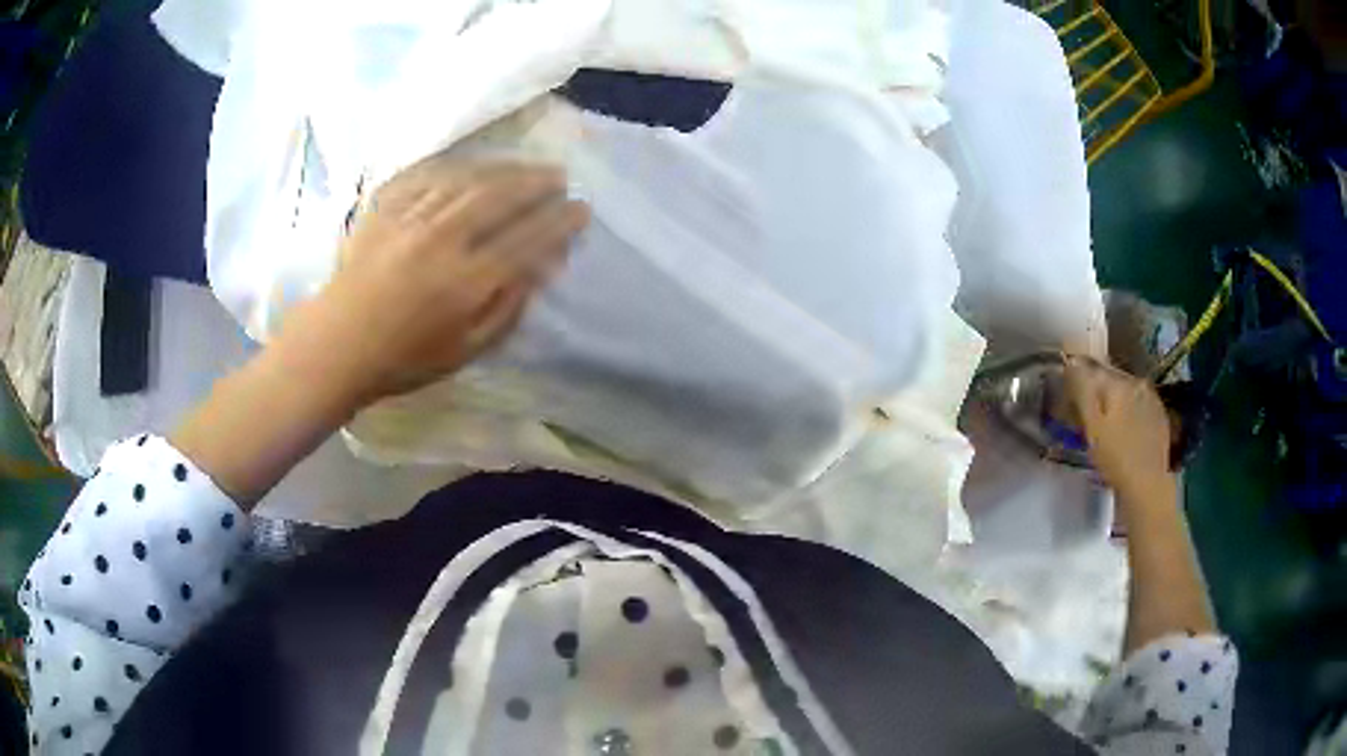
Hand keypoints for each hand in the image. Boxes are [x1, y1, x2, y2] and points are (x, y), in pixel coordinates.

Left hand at [277, 156, 589, 409]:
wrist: (336, 346)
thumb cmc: (403, 359)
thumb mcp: (466, 351)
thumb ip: (506, 310)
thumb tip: (539, 271)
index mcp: (465, 282)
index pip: (526, 240)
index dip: (559, 222)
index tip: (581, 209)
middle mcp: (441, 240)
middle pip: (499, 196)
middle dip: (536, 182)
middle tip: (559, 177)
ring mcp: (409, 219)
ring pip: (466, 180)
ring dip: (503, 169)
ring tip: (526, 166)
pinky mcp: (384, 208)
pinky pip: (426, 175)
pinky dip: (455, 166)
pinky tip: (470, 167)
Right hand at [1064, 356, 1173, 496]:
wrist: (1147, 483)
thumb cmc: (1114, 457)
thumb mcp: (1092, 426)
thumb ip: (1082, 392)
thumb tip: (1071, 364)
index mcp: (1117, 382)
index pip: (1091, 369)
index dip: (1077, 378)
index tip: (1068, 393)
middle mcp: (1135, 382)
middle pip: (1110, 378)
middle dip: (1097, 389)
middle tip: (1086, 411)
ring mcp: (1150, 397)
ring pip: (1125, 390)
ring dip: (1114, 399)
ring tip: (1106, 421)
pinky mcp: (1159, 415)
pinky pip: (1139, 404)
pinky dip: (1129, 410)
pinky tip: (1125, 429)